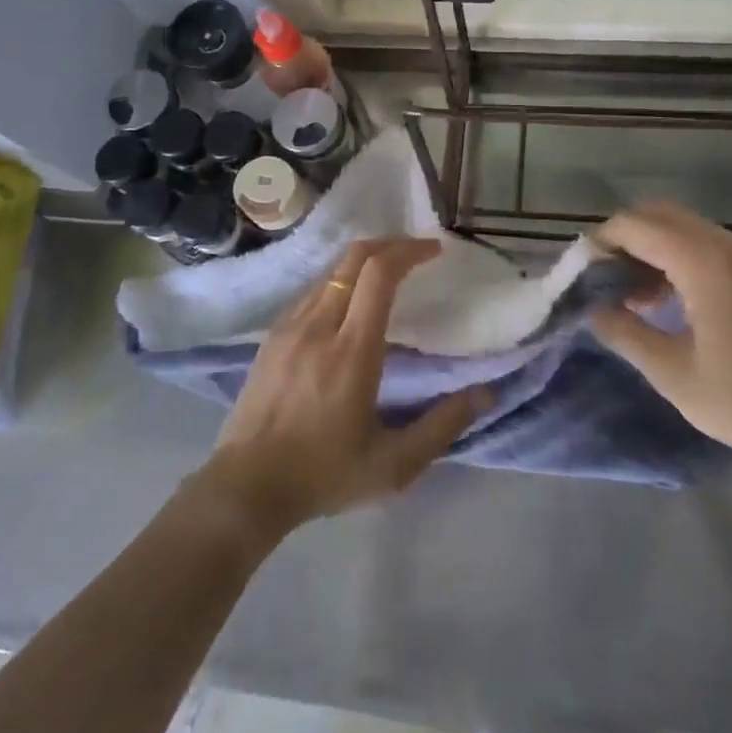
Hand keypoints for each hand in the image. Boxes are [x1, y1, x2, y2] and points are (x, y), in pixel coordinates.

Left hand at [203, 238, 484, 538]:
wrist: (245, 487)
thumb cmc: (324, 474)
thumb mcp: (394, 464)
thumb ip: (442, 426)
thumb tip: (485, 393)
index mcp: (352, 351)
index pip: (379, 274)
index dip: (408, 251)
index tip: (434, 250)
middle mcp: (318, 326)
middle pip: (353, 258)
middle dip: (389, 245)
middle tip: (416, 252)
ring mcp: (289, 327)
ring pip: (330, 272)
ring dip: (362, 262)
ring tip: (388, 274)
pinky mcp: (271, 337)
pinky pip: (310, 291)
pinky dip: (338, 281)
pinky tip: (348, 302)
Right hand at [590, 201, 731, 479]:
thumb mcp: (670, 372)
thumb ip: (624, 330)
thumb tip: (592, 307)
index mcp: (703, 264)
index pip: (637, 226)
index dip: (602, 240)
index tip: (582, 270)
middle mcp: (728, 247)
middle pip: (661, 214)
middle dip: (626, 237)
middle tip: (605, 277)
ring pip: (686, 227)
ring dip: (653, 246)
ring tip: (635, 295)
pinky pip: (710, 244)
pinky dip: (680, 255)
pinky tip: (672, 299)